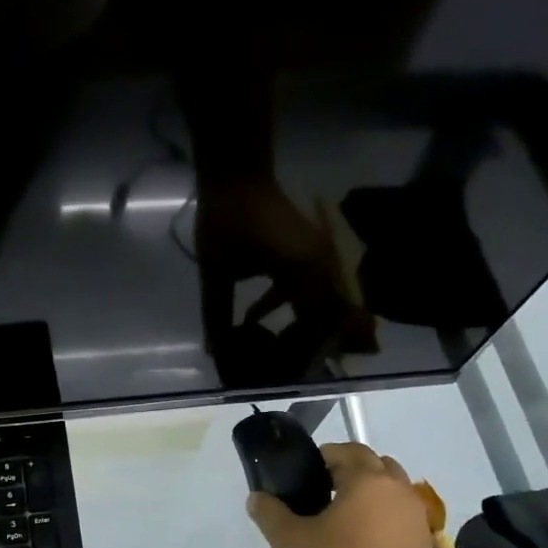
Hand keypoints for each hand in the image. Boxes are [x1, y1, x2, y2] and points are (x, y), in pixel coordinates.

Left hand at [194, 179, 376, 379]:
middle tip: (286, 369)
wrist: (236, 175)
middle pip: (332, 317)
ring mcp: (320, 256)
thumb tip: (215, 351)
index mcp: (305, 273)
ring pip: (325, 304)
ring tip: (279, 352)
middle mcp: (323, 266)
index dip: (306, 353)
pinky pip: (312, 288)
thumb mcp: (217, 273)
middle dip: (312, 345)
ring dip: (306, 328)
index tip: (287, 373)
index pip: (319, 324)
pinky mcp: (310, 251)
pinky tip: (256, 321)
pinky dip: (291, 307)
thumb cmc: (226, 220)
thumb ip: (217, 314)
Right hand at [246, 443, 432, 547]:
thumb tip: (257, 498)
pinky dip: (382, 518)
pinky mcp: (422, 546)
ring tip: (340, 519)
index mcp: (368, 480)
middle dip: (349, 471)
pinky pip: (400, 517)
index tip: (302, 477)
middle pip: (375, 464)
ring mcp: (416, 519)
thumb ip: (269, 512)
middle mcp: (398, 491)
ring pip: (392, 490)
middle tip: (320, 493)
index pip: (345, 451)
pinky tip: (360, 542)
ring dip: (369, 494)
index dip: (321, 458)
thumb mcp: (288, 540)